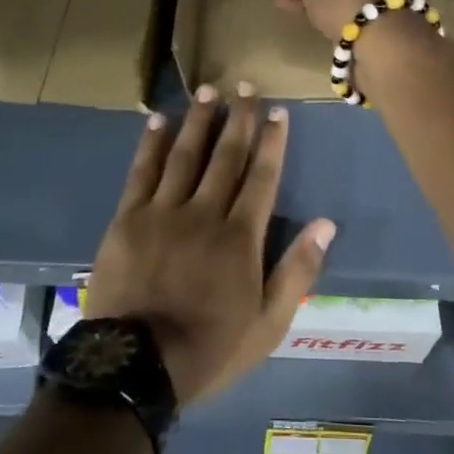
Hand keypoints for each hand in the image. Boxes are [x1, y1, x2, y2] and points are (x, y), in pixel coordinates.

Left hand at [87, 85, 335, 404]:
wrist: (135, 367)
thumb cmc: (209, 348)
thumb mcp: (268, 324)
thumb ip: (297, 272)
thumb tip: (326, 224)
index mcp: (240, 237)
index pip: (262, 177)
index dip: (272, 142)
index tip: (278, 111)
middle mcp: (205, 213)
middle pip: (226, 156)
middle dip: (239, 118)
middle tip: (246, 86)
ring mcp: (163, 212)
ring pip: (186, 155)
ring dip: (199, 121)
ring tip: (208, 91)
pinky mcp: (128, 219)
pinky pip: (142, 172)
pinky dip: (151, 145)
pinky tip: (158, 121)